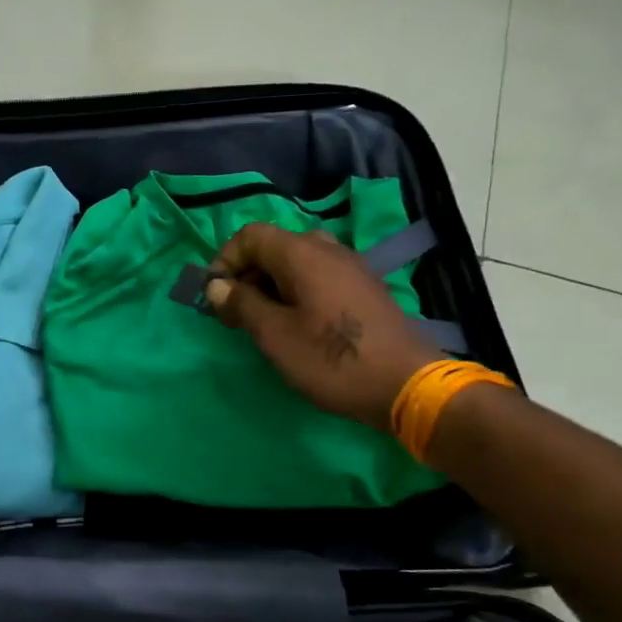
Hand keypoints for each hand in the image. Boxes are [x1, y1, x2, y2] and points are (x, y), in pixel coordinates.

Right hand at [204, 223, 441, 430]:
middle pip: (274, 246)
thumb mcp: (275, 336)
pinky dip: (296, 291)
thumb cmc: (332, 361)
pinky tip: (297, 326)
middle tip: (235, 313)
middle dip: (247, 274)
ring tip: (263, 321)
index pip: (250, 236)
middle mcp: (327, 249)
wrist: (406, 386)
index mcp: (302, 254)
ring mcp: (350, 267)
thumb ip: (242, 304)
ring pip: (297, 262)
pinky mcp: (363, 288)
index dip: (224, 260)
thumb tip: (216, 285)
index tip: (215, 297)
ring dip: (271, 284)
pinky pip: (318, 276)